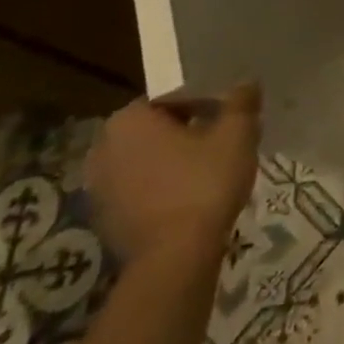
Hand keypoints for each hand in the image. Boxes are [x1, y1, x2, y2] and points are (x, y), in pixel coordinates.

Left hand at [87, 83, 261, 265]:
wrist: (175, 259)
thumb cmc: (204, 183)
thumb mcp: (237, 134)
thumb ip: (241, 103)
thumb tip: (246, 84)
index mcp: (128, 119)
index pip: (172, 97)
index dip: (206, 102)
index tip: (229, 116)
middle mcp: (103, 148)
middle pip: (156, 128)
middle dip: (188, 130)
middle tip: (223, 140)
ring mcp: (98, 187)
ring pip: (146, 160)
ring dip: (173, 160)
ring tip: (211, 169)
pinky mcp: (104, 219)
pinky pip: (139, 189)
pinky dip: (162, 187)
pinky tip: (191, 197)